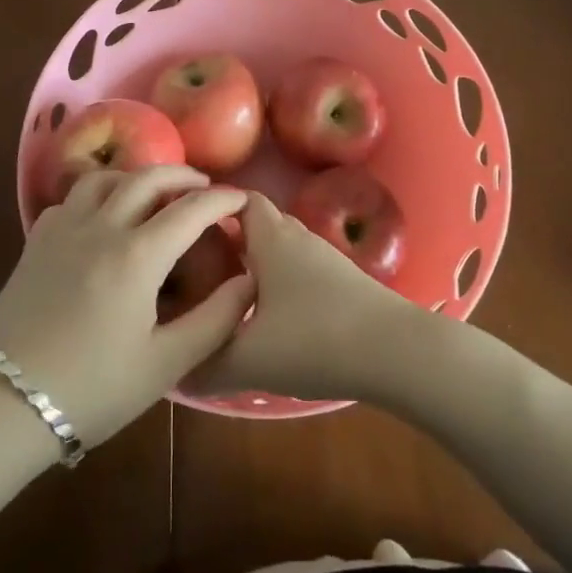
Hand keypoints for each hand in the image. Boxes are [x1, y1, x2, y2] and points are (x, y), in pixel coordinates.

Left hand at [0, 167, 251, 447]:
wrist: (3, 404)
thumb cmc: (92, 389)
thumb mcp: (166, 364)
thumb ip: (216, 319)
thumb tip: (248, 281)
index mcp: (137, 255)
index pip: (191, 209)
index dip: (223, 199)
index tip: (243, 199)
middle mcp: (101, 227)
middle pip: (148, 178)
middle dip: (183, 176)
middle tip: (204, 187)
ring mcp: (64, 229)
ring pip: (106, 178)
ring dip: (138, 177)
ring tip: (155, 193)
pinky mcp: (37, 241)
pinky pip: (72, 198)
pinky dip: (99, 192)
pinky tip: (103, 214)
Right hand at [192, 191, 420, 402]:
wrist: (398, 353)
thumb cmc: (315, 340)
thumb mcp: (248, 359)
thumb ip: (204, 365)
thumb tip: (173, 373)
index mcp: (271, 238)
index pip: (238, 199)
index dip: (210, 206)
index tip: (183, 228)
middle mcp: (298, 238)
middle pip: (259, 223)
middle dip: (230, 237)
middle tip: (197, 264)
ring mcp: (326, 259)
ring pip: (282, 249)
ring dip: (257, 262)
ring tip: (227, 292)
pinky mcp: (345, 283)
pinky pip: (300, 270)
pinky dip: (280, 282)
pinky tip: (271, 318)